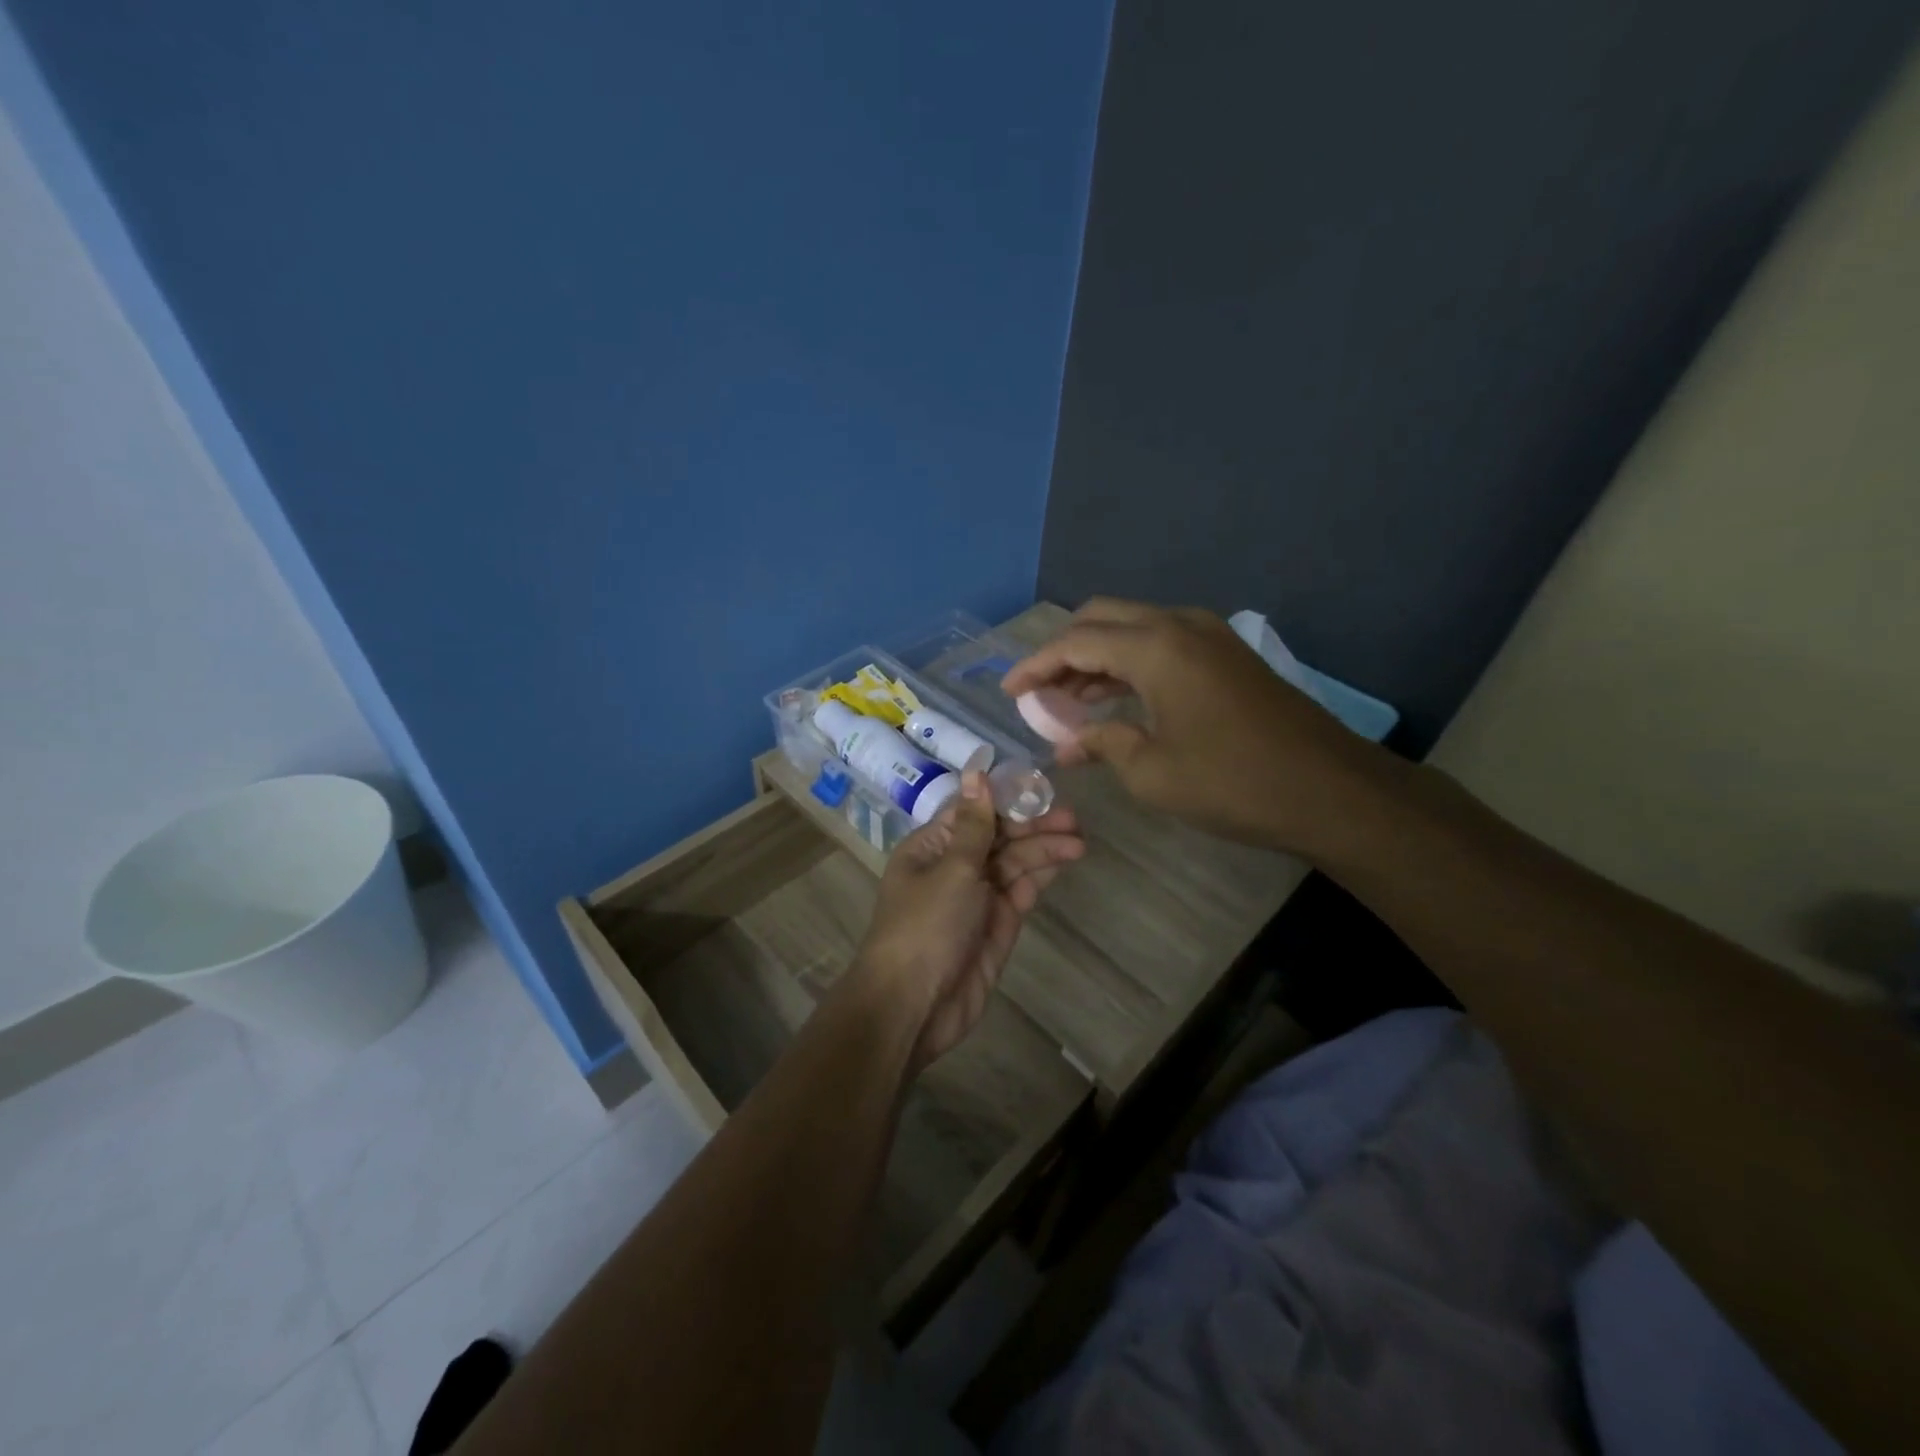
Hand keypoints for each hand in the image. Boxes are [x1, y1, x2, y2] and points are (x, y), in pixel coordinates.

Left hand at [851, 771, 1083, 1070]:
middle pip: (998, 838)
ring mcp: (976, 898)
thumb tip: (976, 771)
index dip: (1006, 800)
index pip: (973, 813)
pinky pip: (1020, 892)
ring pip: (1013, 864)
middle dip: (1033, 827)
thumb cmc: (926, 926)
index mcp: (931, 847)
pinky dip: (1040, 876)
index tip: (1042, 788)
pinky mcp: (996, 926)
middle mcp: (953, 867)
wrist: (913, 1005)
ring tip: (1079, 842)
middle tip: (1073, 820)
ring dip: (1043, 850)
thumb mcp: (952, 868)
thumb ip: (975, 824)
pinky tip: (1064, 861)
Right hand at [1000, 598, 1393, 857]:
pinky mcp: (1225, 654)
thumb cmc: (1233, 782)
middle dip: (1063, 651)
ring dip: (1095, 658)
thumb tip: (1065, 744)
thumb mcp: (1152, 772)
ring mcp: (1208, 635)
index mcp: (1156, 647)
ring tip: (1066, 701)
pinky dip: (1128, 664)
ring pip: (1132, 628)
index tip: (1008, 691)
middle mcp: (1179, 625)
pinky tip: (1113, 699)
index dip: (1035, 666)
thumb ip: (1101, 745)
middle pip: (1101, 618)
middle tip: (1039, 693)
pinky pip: (1160, 643)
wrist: (1330, 789)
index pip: (1075, 642)